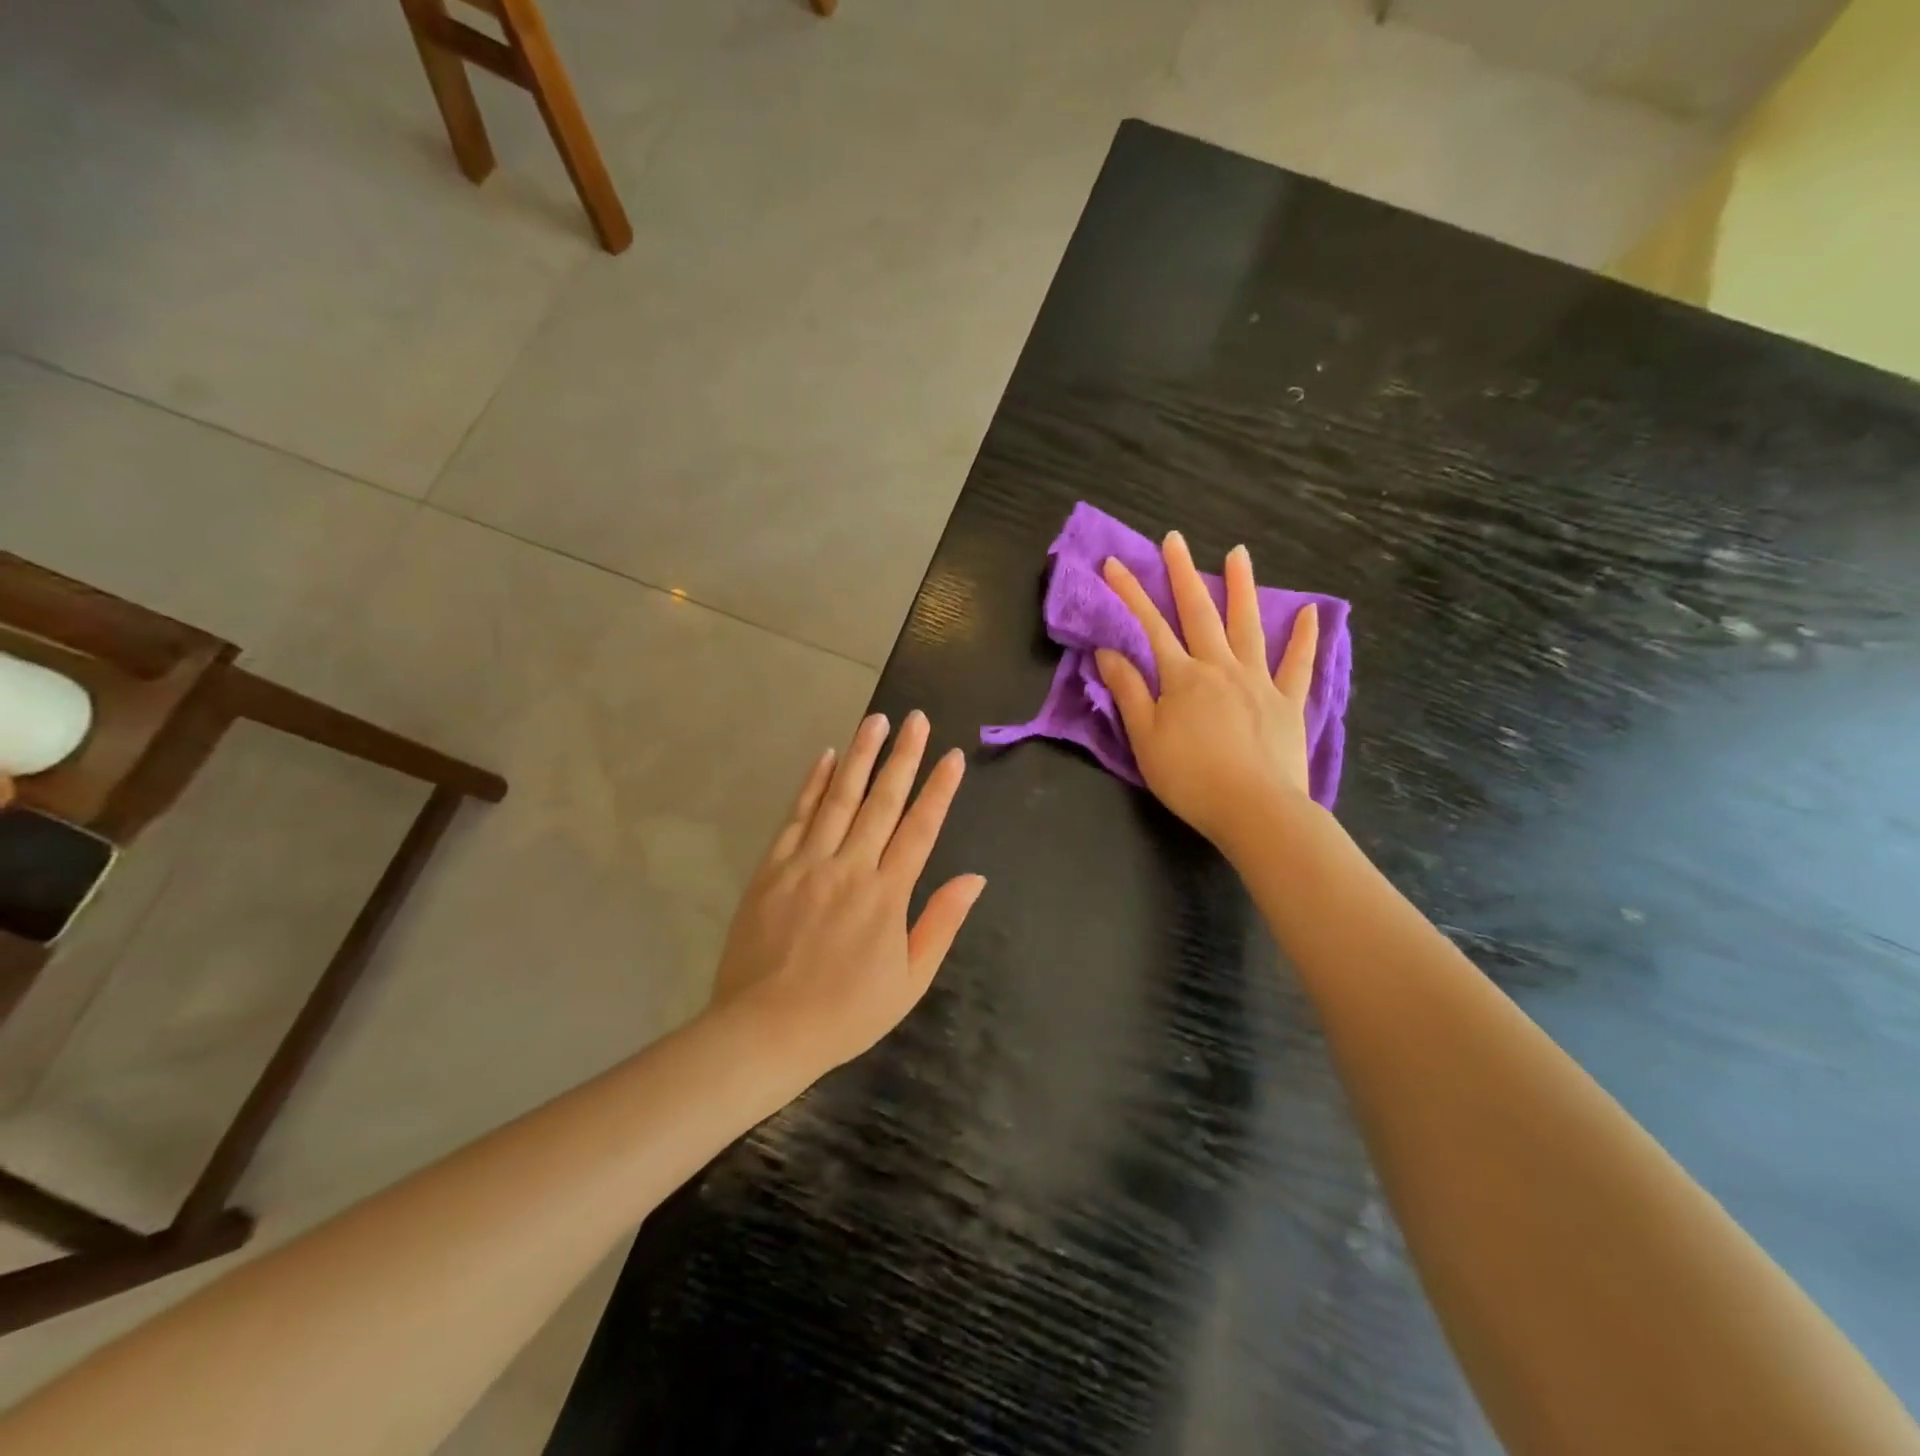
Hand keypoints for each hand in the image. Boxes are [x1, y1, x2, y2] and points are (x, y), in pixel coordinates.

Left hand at [709, 710, 985, 1072]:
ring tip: (876, 720)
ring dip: (860, 756)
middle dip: (903, 757)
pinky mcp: (773, 868)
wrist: (765, 1030)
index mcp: (887, 895)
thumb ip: (941, 923)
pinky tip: (826, 757)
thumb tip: (974, 878)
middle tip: (916, 719)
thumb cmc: (846, 1013)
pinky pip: (797, 816)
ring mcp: (808, 863)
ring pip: (839, 798)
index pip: (920, 829)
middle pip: (882, 802)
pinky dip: (813, 784)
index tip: (952, 756)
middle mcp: (850, 867)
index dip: (939, 790)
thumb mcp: (909, 981)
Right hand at [1094, 531, 1318, 852]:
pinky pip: (1297, 664)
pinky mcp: (1287, 701)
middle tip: (1174, 539)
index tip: (1113, 564)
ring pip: (1247, 625)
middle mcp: (1220, 667)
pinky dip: (1305, 637)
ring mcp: (1258, 681)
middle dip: (1182, 574)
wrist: (1254, 810)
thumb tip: (1108, 651)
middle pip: (1198, 613)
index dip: (1129, 594)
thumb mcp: (1145, 738)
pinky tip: (1312, 612)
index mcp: (1182, 678)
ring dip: (1241, 587)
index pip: (1149, 626)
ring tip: (1238, 553)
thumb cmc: (1191, 778)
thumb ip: (1129, 691)